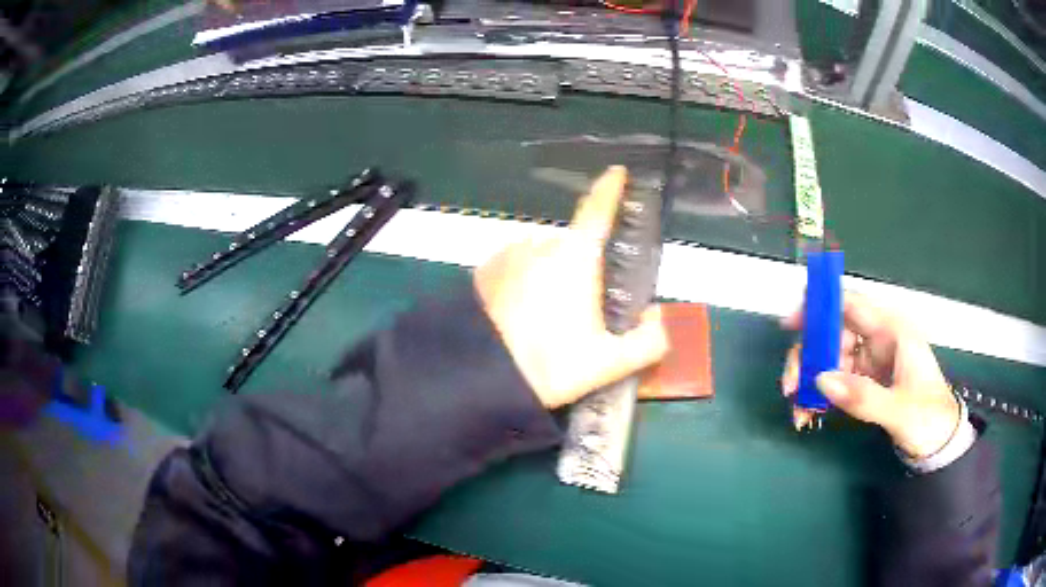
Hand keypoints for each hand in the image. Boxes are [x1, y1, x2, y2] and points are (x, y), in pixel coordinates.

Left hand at [474, 166, 668, 408]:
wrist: (481, 377)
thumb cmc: (551, 366)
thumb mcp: (610, 363)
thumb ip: (649, 341)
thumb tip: (656, 315)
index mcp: (576, 256)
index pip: (598, 209)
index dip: (610, 188)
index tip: (617, 172)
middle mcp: (541, 243)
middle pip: (573, 246)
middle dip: (581, 269)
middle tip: (580, 313)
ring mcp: (508, 254)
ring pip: (542, 257)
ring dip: (551, 276)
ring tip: (545, 321)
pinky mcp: (485, 269)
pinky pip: (516, 266)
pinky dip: (524, 281)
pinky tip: (519, 316)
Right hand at [781, 293, 960, 458]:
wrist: (940, 442)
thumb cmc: (929, 417)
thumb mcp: (899, 410)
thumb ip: (863, 397)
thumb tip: (820, 381)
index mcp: (892, 331)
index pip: (851, 305)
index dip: (820, 305)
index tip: (792, 322)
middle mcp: (878, 340)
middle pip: (833, 333)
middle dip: (809, 356)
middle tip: (790, 385)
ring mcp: (870, 361)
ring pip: (829, 359)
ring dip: (809, 382)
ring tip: (799, 410)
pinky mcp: (864, 382)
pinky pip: (833, 382)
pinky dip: (818, 396)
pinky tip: (808, 415)